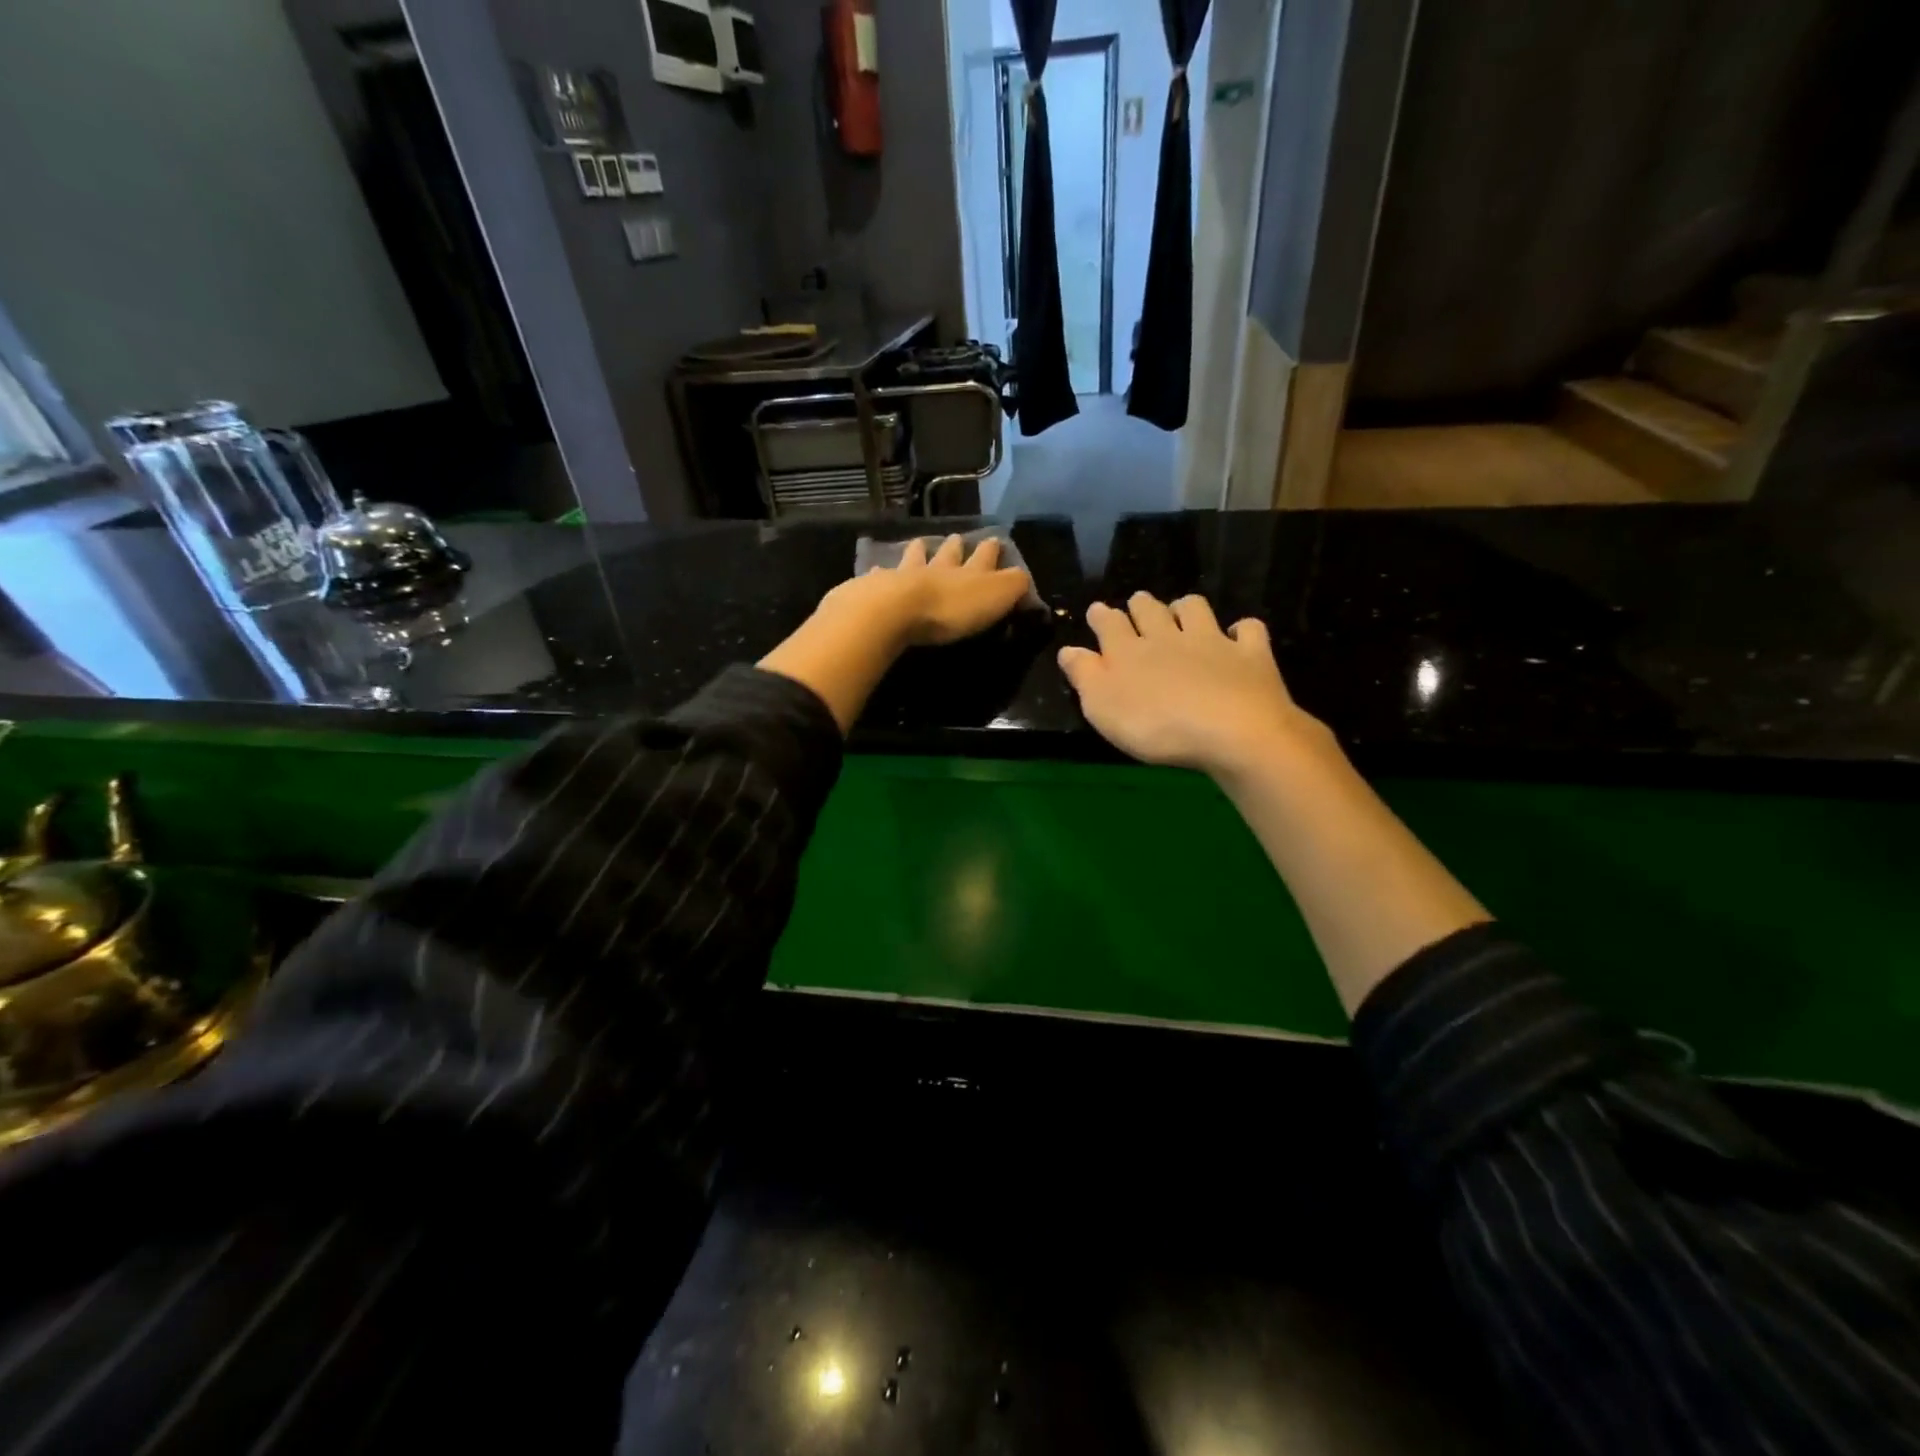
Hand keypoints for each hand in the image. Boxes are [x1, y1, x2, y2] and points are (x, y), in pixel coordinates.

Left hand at [824, 534, 1032, 646]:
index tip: (995, 540)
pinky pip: (880, 576)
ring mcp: (905, 575)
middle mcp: (938, 568)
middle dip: (956, 547)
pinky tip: (875, 569)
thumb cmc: (952, 608)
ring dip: (919, 551)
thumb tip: (1024, 577)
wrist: (896, 610)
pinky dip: (880, 572)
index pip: (986, 557)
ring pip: (915, 558)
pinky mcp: (877, 588)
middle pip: (949, 554)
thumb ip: (1014, 586)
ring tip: (919, 543)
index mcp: (970, 572)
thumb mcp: (996, 596)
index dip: (991, 550)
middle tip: (957, 538)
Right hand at [1057, 592, 1328, 775]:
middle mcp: (1168, 637)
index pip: (1109, 623)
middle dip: (1141, 605)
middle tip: (1137, 604)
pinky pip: (1247, 630)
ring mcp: (1212, 642)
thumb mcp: (1102, 707)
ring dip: (1185, 607)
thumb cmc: (1156, 725)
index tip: (1097, 611)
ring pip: (1195, 609)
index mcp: (1128, 651)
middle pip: (1150, 610)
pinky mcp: (1250, 655)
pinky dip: (1242, 630)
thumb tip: (1069, 650)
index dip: (1101, 616)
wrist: (1231, 731)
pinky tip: (1238, 635)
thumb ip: (1084, 675)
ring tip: (1182, 612)